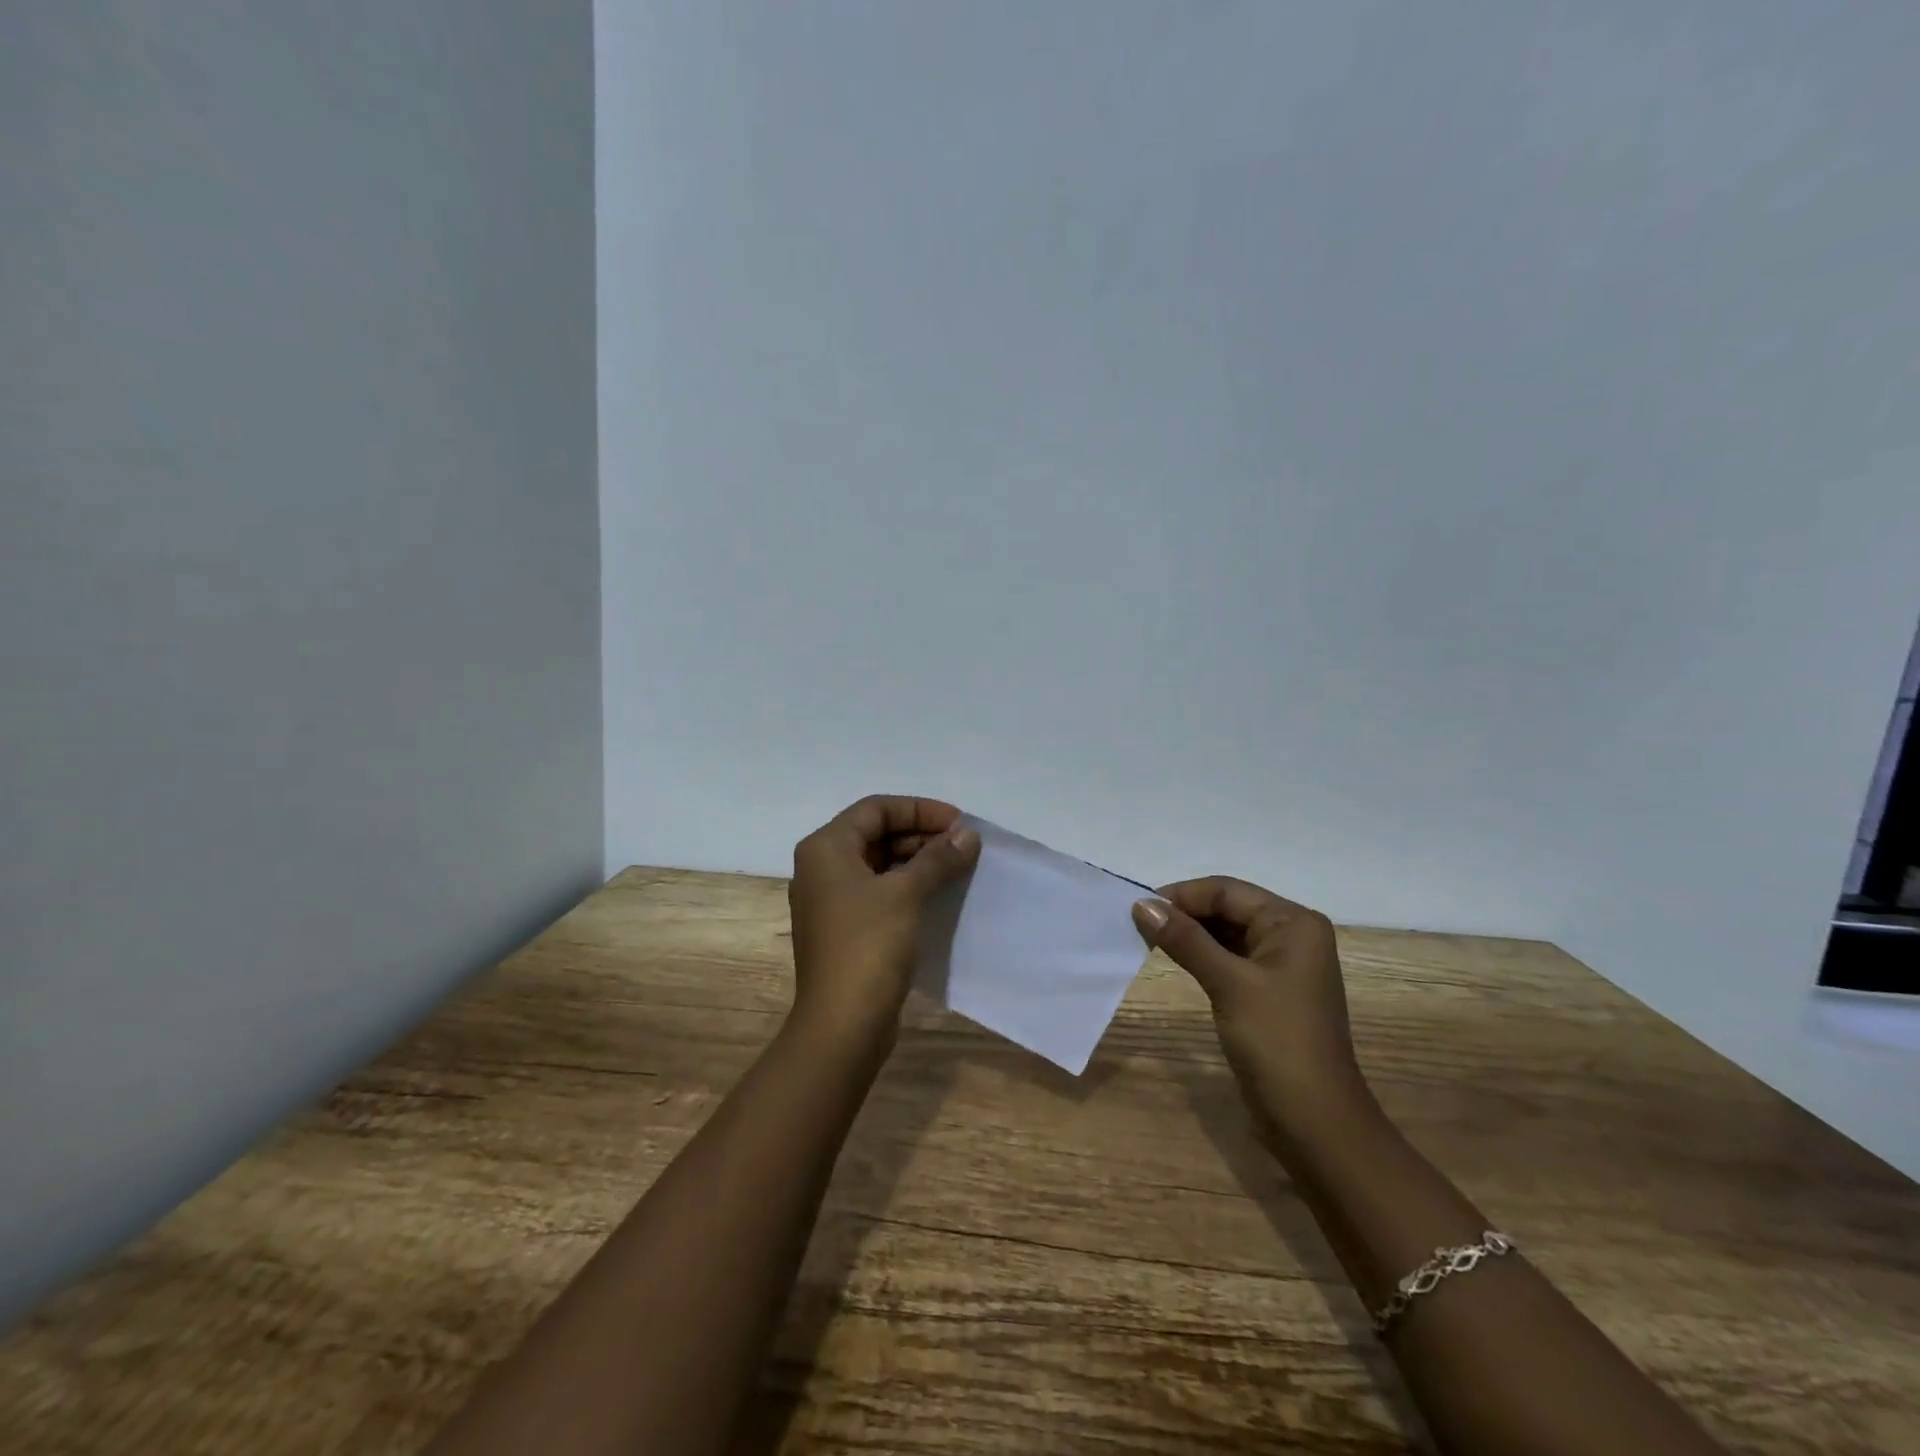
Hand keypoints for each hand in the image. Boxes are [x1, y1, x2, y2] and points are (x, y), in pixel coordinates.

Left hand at [786, 796, 980, 1047]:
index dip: (920, 810)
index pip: (876, 808)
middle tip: (962, 846)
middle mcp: (821, 868)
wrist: (842, 1025)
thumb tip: (968, 834)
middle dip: (921, 834)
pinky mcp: (844, 929)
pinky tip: (938, 894)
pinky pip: (877, 891)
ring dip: (916, 860)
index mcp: (825, 848)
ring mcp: (830, 900)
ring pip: (878, 863)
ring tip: (957, 867)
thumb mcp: (906, 894)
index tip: (959, 823)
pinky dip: (906, 886)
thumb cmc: (868, 946)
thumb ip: (938, 858)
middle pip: (875, 833)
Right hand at [1133, 878, 1370, 1140]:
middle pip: (1227, 908)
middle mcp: (1291, 935)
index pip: (1228, 891)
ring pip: (1225, 933)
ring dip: (1189, 934)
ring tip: (1147, 939)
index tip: (1138, 908)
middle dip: (1184, 913)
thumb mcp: (1229, 984)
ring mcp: (1281, 964)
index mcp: (1293, 923)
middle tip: (1138, 924)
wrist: (1314, 1122)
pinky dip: (1200, 955)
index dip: (1182, 895)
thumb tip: (1141, 904)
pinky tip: (1173, 958)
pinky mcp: (1268, 990)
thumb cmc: (1277, 1042)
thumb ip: (1185, 940)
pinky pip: (1229, 958)